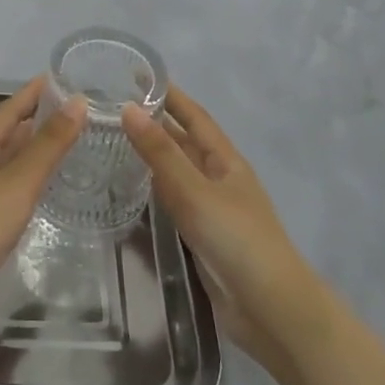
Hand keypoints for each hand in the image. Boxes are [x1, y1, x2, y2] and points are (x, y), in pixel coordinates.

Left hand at [0, 75, 86, 290]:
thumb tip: (78, 100)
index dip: (30, 93)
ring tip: (61, 142)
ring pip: (7, 162)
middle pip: (6, 135)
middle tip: (68, 109)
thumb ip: (49, 144)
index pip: (8, 111)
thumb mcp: (19, 180)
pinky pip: (8, 187)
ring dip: (31, 149)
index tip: (54, 77)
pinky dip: (28, 178)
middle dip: (33, 119)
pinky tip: (41, 187)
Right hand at [123, 86, 328, 375]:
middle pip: (184, 142)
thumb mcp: (195, 191)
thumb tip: (128, 109)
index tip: (139, 74)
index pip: (194, 116)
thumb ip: (161, 153)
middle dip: (156, 123)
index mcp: (225, 160)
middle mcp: (219, 178)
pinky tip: (130, 189)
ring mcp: (211, 209)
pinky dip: (153, 189)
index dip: (170, 94)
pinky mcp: (202, 237)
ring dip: (151, 156)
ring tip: (113, 141)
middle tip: (113, 107)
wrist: (270, 309)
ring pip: (176, 172)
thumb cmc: (237, 240)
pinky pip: (173, 202)